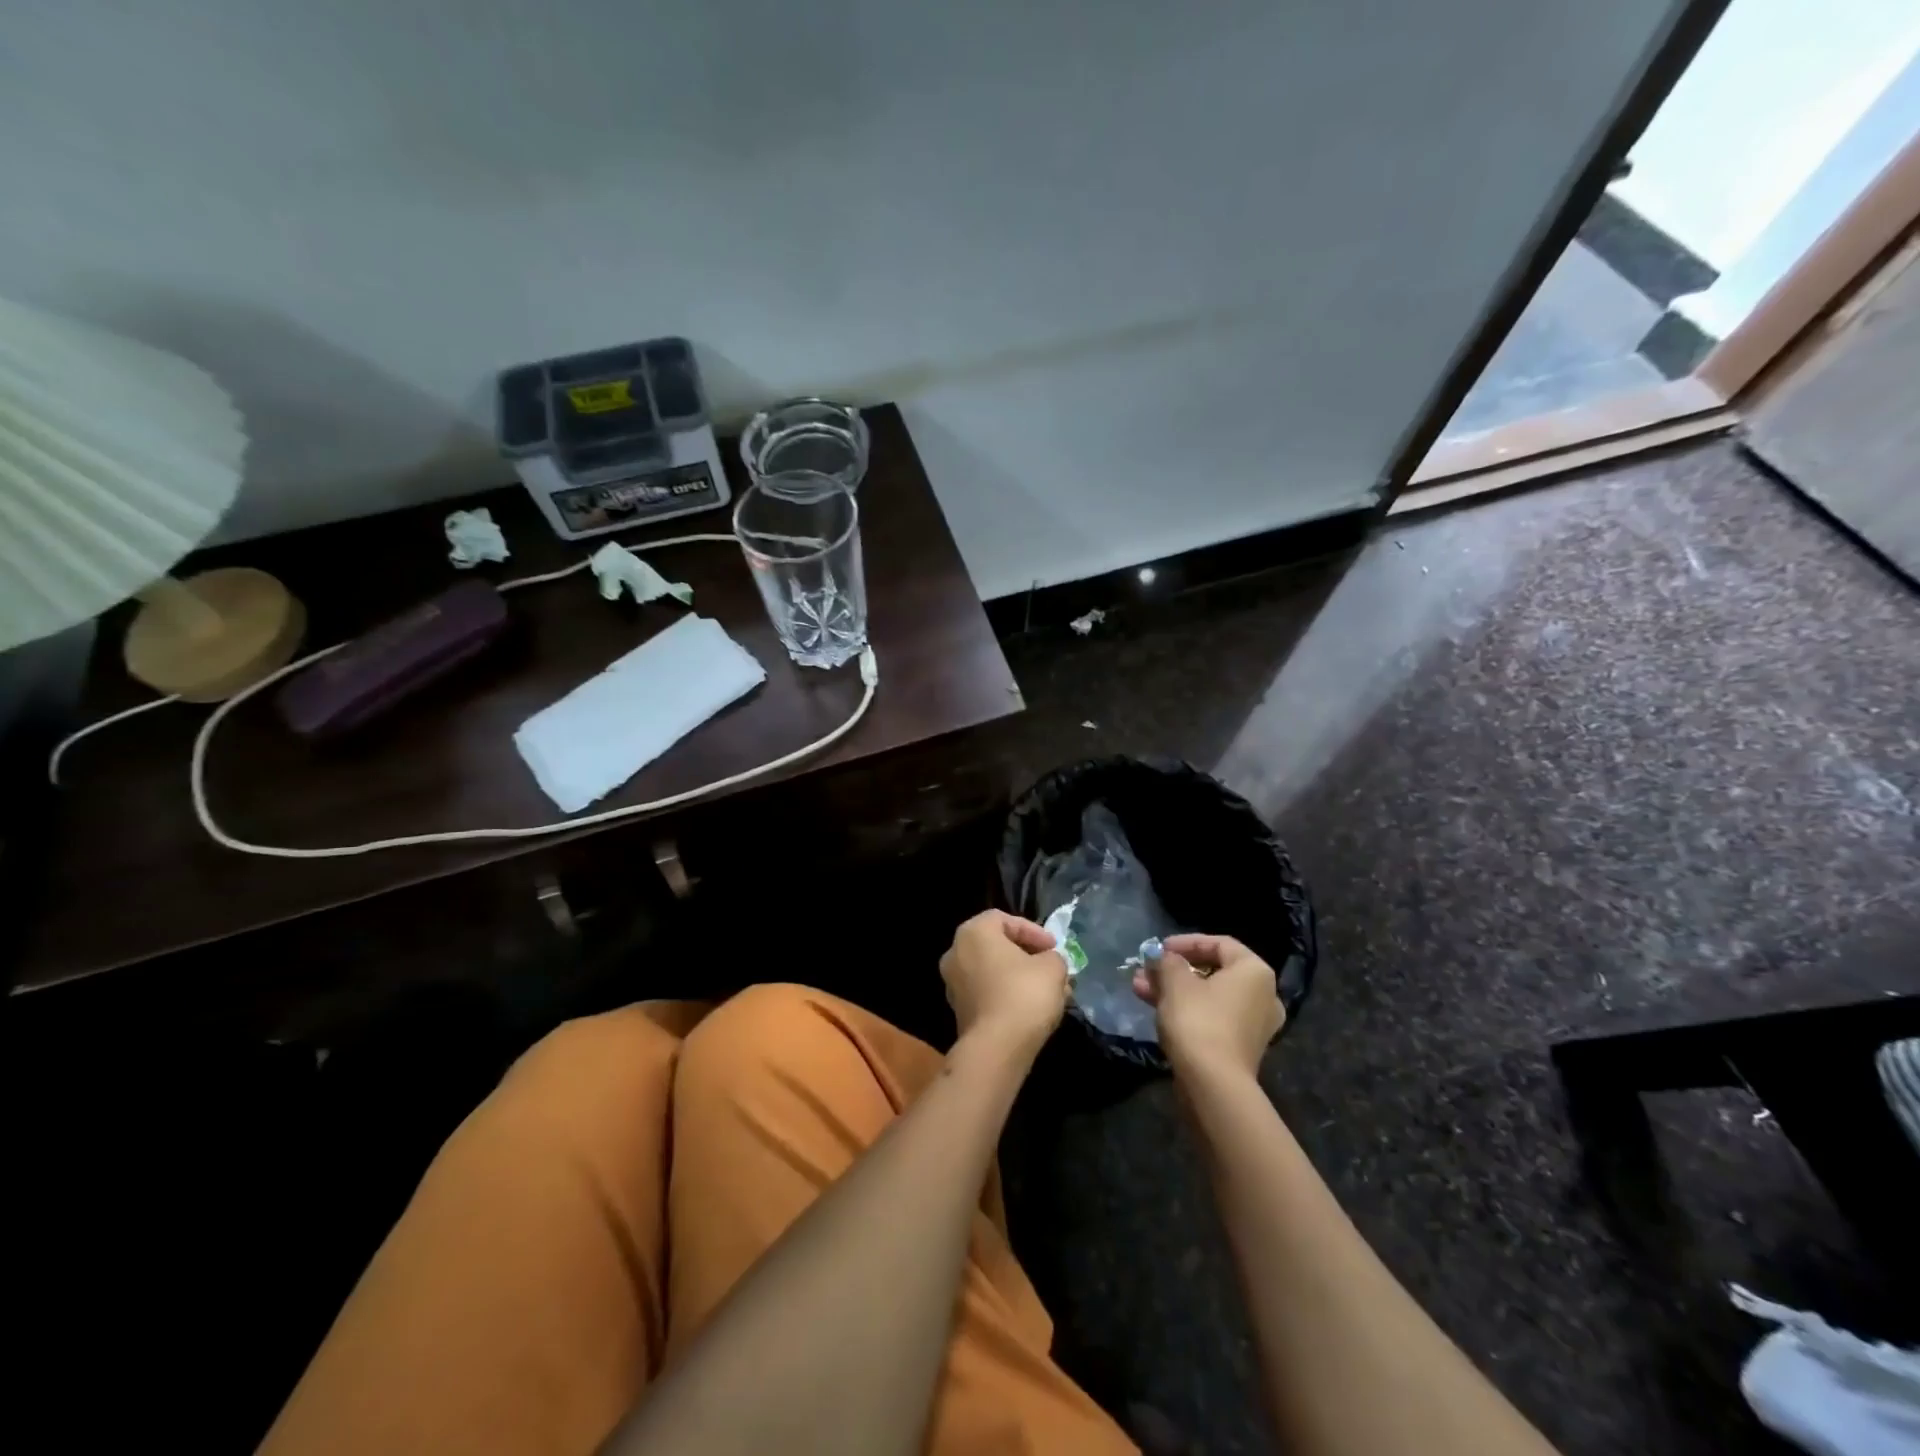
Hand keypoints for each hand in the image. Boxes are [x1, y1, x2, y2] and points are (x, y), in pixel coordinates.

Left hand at [939, 910, 1067, 1060]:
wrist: (996, 1048)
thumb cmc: (1023, 994)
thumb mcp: (1052, 967)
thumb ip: (1053, 957)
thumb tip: (1048, 963)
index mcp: (973, 932)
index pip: (1004, 919)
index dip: (1033, 931)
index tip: (1054, 947)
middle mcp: (956, 953)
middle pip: (997, 946)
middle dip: (1028, 956)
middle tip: (1051, 967)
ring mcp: (953, 984)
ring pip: (993, 972)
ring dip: (1020, 978)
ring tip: (1049, 991)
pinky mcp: (959, 1011)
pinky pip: (987, 993)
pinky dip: (1008, 995)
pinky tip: (1033, 1009)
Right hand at [1132, 933, 1282, 1079]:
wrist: (1213, 1085)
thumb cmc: (1198, 1020)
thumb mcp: (1175, 982)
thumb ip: (1167, 962)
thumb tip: (1162, 957)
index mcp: (1254, 972)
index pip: (1220, 943)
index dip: (1186, 942)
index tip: (1160, 948)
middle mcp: (1262, 995)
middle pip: (1213, 971)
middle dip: (1175, 969)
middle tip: (1147, 969)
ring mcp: (1253, 1024)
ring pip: (1208, 996)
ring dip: (1174, 988)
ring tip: (1140, 987)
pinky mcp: (1240, 1047)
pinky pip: (1212, 1016)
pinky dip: (1186, 1009)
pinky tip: (1154, 1007)